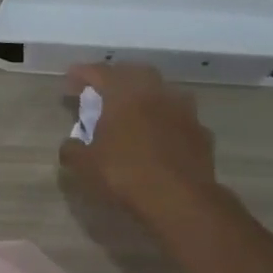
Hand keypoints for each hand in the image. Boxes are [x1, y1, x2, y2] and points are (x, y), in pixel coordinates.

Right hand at [58, 64, 223, 232]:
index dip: (83, 73)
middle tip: (103, 91)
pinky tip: (160, 136)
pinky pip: (179, 118)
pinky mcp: (201, 133)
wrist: (180, 200)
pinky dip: (166, 121)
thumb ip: (72, 149)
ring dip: (146, 97)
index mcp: (125, 94)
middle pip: (135, 73)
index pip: (100, 72)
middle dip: (117, 78)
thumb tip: (71, 143)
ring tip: (134, 111)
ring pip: (162, 92)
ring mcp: (184, 111)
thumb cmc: (125, 175)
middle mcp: (156, 93)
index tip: (71, 78)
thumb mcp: (85, 166)